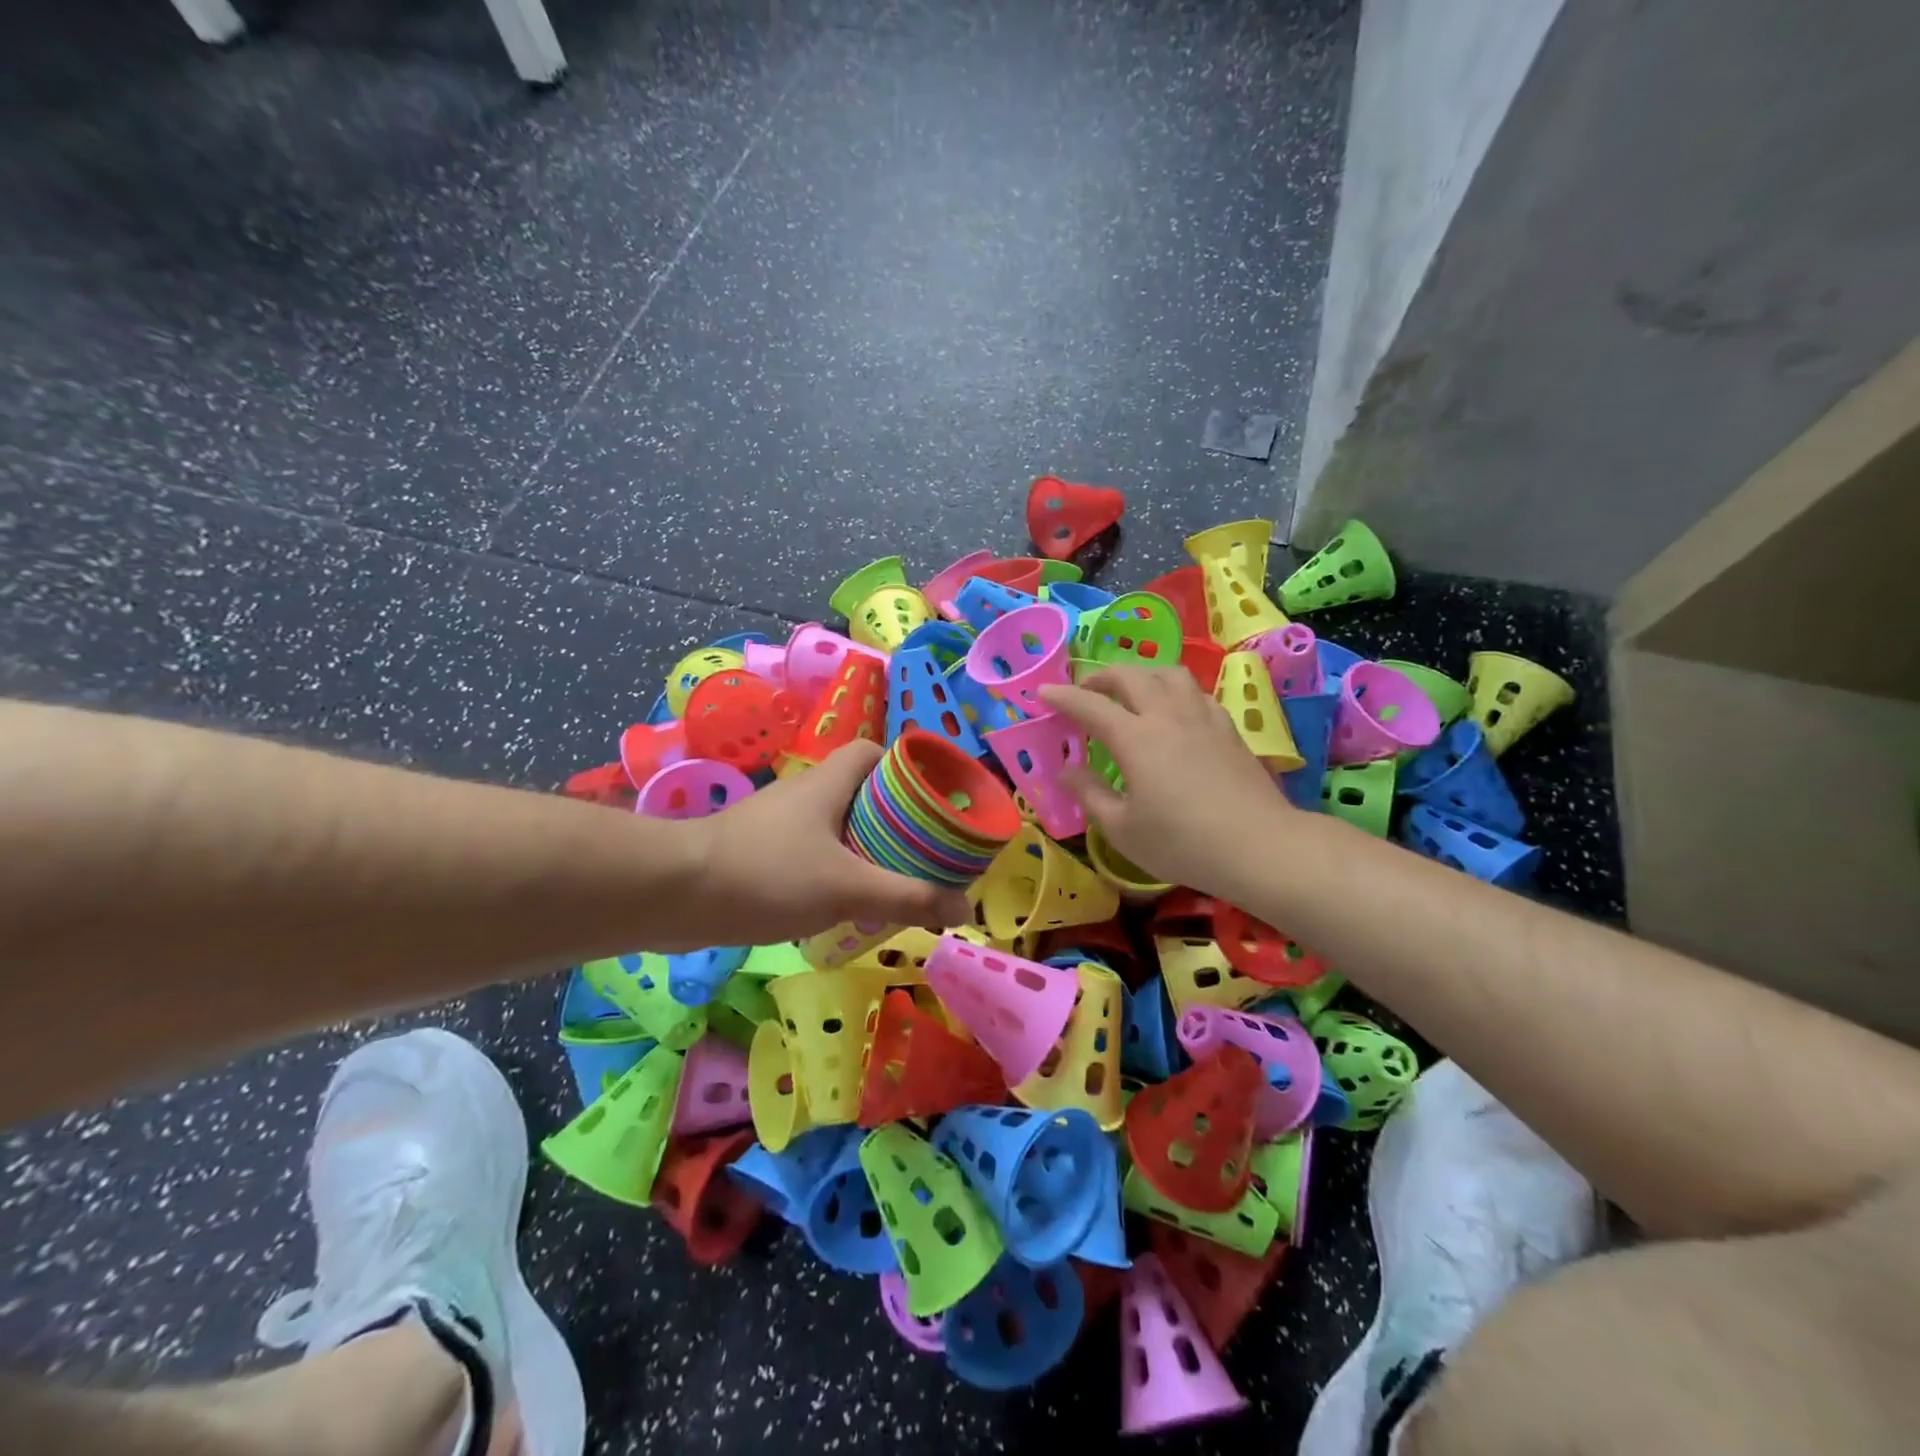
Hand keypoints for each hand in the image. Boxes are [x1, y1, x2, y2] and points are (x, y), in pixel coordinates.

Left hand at [676, 740, 971, 948]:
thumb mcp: (848, 888)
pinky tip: (841, 902)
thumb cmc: (769, 874)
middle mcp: (804, 794)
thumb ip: (908, 896)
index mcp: (829, 782)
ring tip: (891, 878)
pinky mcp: (757, 852)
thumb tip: (964, 905)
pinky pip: (808, 851)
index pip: (872, 752)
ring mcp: (777, 823)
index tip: (930, 797)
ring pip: (833, 824)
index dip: (904, 767)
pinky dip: (831, 868)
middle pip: (859, 791)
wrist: (675, 894)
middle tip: (920, 849)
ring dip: (862, 846)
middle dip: (891, 817)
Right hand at [1037, 666, 1295, 897]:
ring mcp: (1202, 718)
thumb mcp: (1122, 828)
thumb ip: (1089, 794)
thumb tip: (1066, 770)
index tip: (1042, 692)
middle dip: (1101, 677)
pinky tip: (1174, 711)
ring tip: (1130, 691)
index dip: (1062, 696)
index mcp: (1135, 738)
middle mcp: (1167, 715)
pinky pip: (1195, 692)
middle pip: (1131, 676)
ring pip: (1169, 674)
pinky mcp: (1228, 729)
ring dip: (1141, 674)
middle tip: (1085, 692)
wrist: (1260, 847)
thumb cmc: (1182, 843)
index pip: (1090, 705)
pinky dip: (1174, 691)